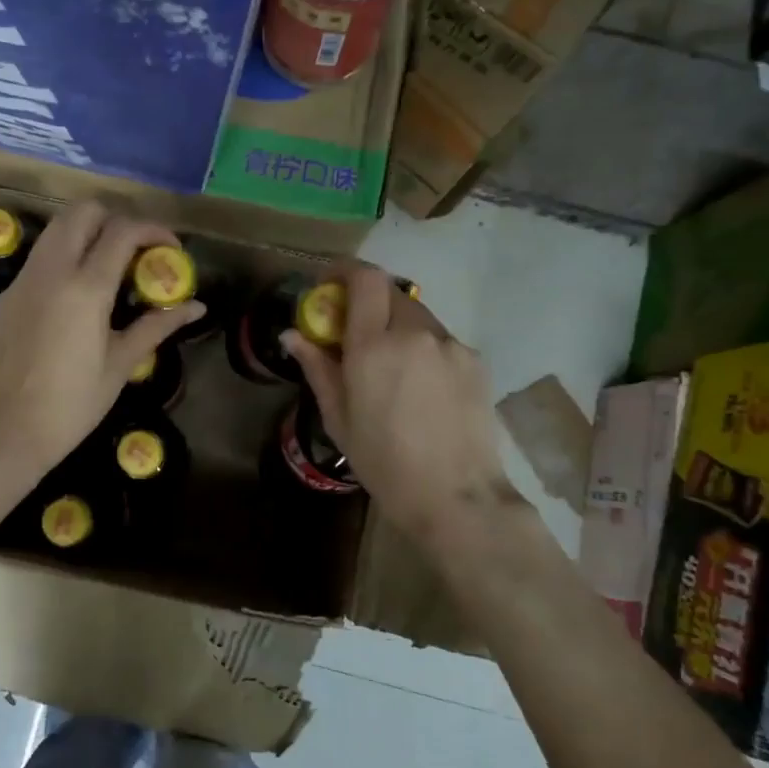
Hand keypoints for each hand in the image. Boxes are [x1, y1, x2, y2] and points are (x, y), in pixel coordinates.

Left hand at [0, 202, 203, 477]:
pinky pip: (39, 257)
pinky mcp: (8, 294)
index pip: (123, 231)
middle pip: (83, 211)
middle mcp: (52, 271)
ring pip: (56, 228)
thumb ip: (158, 325)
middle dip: (116, 218)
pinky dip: (64, 256)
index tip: (170, 247)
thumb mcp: (123, 363)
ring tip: (108, 265)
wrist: (13, 429)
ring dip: (87, 232)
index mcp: (86, 288)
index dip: (153, 229)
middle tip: (135, 249)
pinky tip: (75, 293)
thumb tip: (197, 306)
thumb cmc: (76, 402)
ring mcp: (24, 279)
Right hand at [285, 264, 509, 541]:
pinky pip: (440, 340)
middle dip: (368, 302)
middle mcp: (415, 333)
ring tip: (390, 368)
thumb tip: (293, 335)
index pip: (364, 278)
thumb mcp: (339, 418)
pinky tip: (421, 387)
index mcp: (374, 346)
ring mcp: (451, 345)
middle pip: (390, 292)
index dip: (344, 270)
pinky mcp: (475, 361)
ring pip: (417, 317)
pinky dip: (423, 349)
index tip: (329, 285)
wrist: (455, 496)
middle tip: (355, 332)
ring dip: (397, 326)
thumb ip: (317, 368)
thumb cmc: (384, 462)